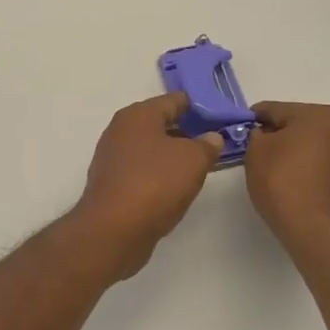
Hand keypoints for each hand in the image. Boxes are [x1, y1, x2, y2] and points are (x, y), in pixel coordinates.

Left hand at [70, 93, 222, 278]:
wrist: (113, 229)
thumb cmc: (155, 183)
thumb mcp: (193, 160)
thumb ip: (206, 145)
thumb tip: (211, 138)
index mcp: (138, 115)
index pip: (172, 100)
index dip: (197, 106)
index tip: (218, 116)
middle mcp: (120, 130)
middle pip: (159, 124)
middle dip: (185, 131)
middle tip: (211, 141)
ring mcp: (112, 158)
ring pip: (149, 148)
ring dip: (171, 154)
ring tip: (198, 165)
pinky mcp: (111, 184)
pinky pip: (141, 170)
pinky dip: (158, 173)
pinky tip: (174, 186)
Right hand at [243, 101, 329, 251]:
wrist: (319, 233)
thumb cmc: (284, 183)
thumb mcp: (256, 152)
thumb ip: (256, 135)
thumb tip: (265, 136)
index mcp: (319, 115)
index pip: (276, 109)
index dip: (254, 119)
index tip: (240, 130)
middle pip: (299, 125)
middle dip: (278, 135)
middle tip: (256, 152)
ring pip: (314, 145)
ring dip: (296, 152)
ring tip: (275, 171)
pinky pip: (325, 165)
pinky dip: (309, 169)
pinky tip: (295, 185)